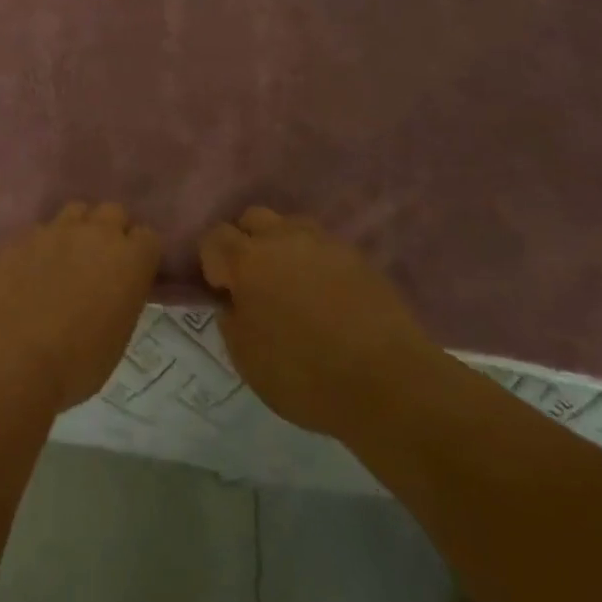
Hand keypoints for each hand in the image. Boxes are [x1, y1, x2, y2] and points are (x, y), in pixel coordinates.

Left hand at [0, 201, 161, 413]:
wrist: (11, 360)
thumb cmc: (75, 364)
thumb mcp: (117, 337)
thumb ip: (121, 299)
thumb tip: (111, 291)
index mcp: (129, 261)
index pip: (148, 238)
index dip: (140, 255)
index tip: (131, 274)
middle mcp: (95, 234)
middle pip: (113, 212)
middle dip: (111, 231)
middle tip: (100, 262)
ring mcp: (55, 230)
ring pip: (76, 211)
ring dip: (77, 229)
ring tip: (66, 259)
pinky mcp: (20, 237)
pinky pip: (39, 230)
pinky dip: (41, 245)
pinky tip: (31, 271)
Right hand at [201, 207, 433, 436]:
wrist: (389, 383)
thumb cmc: (306, 375)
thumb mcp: (248, 361)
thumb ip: (232, 323)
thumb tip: (234, 304)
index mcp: (248, 261)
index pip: (215, 237)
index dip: (212, 261)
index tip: (224, 290)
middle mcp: (283, 239)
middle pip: (253, 218)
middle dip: (246, 242)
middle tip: (254, 281)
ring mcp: (325, 244)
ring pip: (292, 226)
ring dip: (283, 246)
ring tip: (292, 284)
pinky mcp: (360, 258)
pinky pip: (326, 247)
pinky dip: (318, 263)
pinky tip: (327, 296)